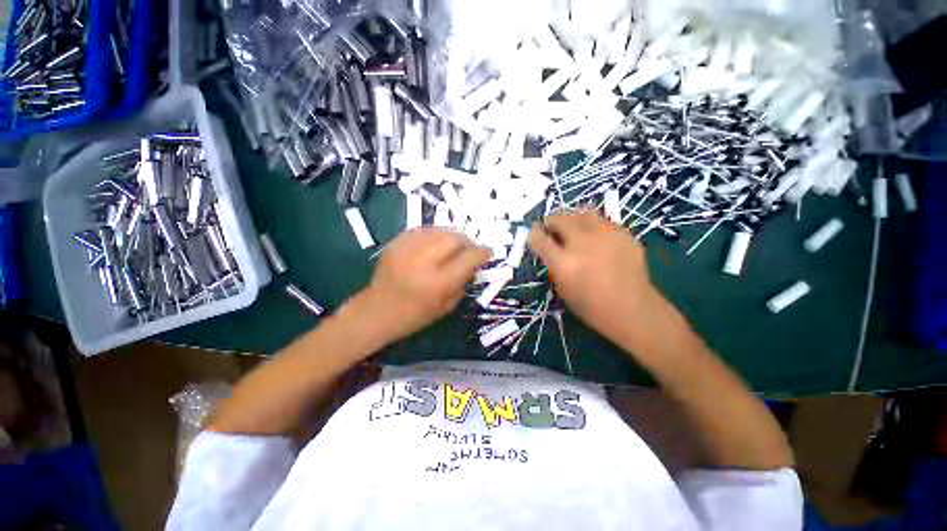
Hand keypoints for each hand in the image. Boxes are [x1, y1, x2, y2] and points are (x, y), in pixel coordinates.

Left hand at [352, 228, 489, 342]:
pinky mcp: (396, 243)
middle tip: (470, 249)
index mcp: (438, 283)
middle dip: (467, 241)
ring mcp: (407, 249)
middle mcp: (423, 261)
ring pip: (439, 230)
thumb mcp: (447, 305)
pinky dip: (435, 235)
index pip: (468, 258)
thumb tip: (473, 262)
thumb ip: (463, 281)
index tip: (488, 252)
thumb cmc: (415, 315)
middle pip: (454, 238)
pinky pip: (423, 230)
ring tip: (454, 246)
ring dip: (452, 236)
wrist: (377, 311)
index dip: (482, 253)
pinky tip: (436, 244)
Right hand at [528, 209, 665, 343]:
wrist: (632, 309)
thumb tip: (550, 245)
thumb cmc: (591, 305)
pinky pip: (602, 220)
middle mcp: (583, 243)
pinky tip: (596, 237)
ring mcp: (606, 235)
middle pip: (559, 218)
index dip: (534, 233)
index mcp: (563, 262)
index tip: (535, 233)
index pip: (539, 238)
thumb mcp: (562, 287)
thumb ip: (553, 263)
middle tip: (553, 229)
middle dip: (552, 221)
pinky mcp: (624, 233)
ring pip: (582, 212)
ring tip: (574, 228)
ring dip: (572, 218)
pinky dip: (593, 225)